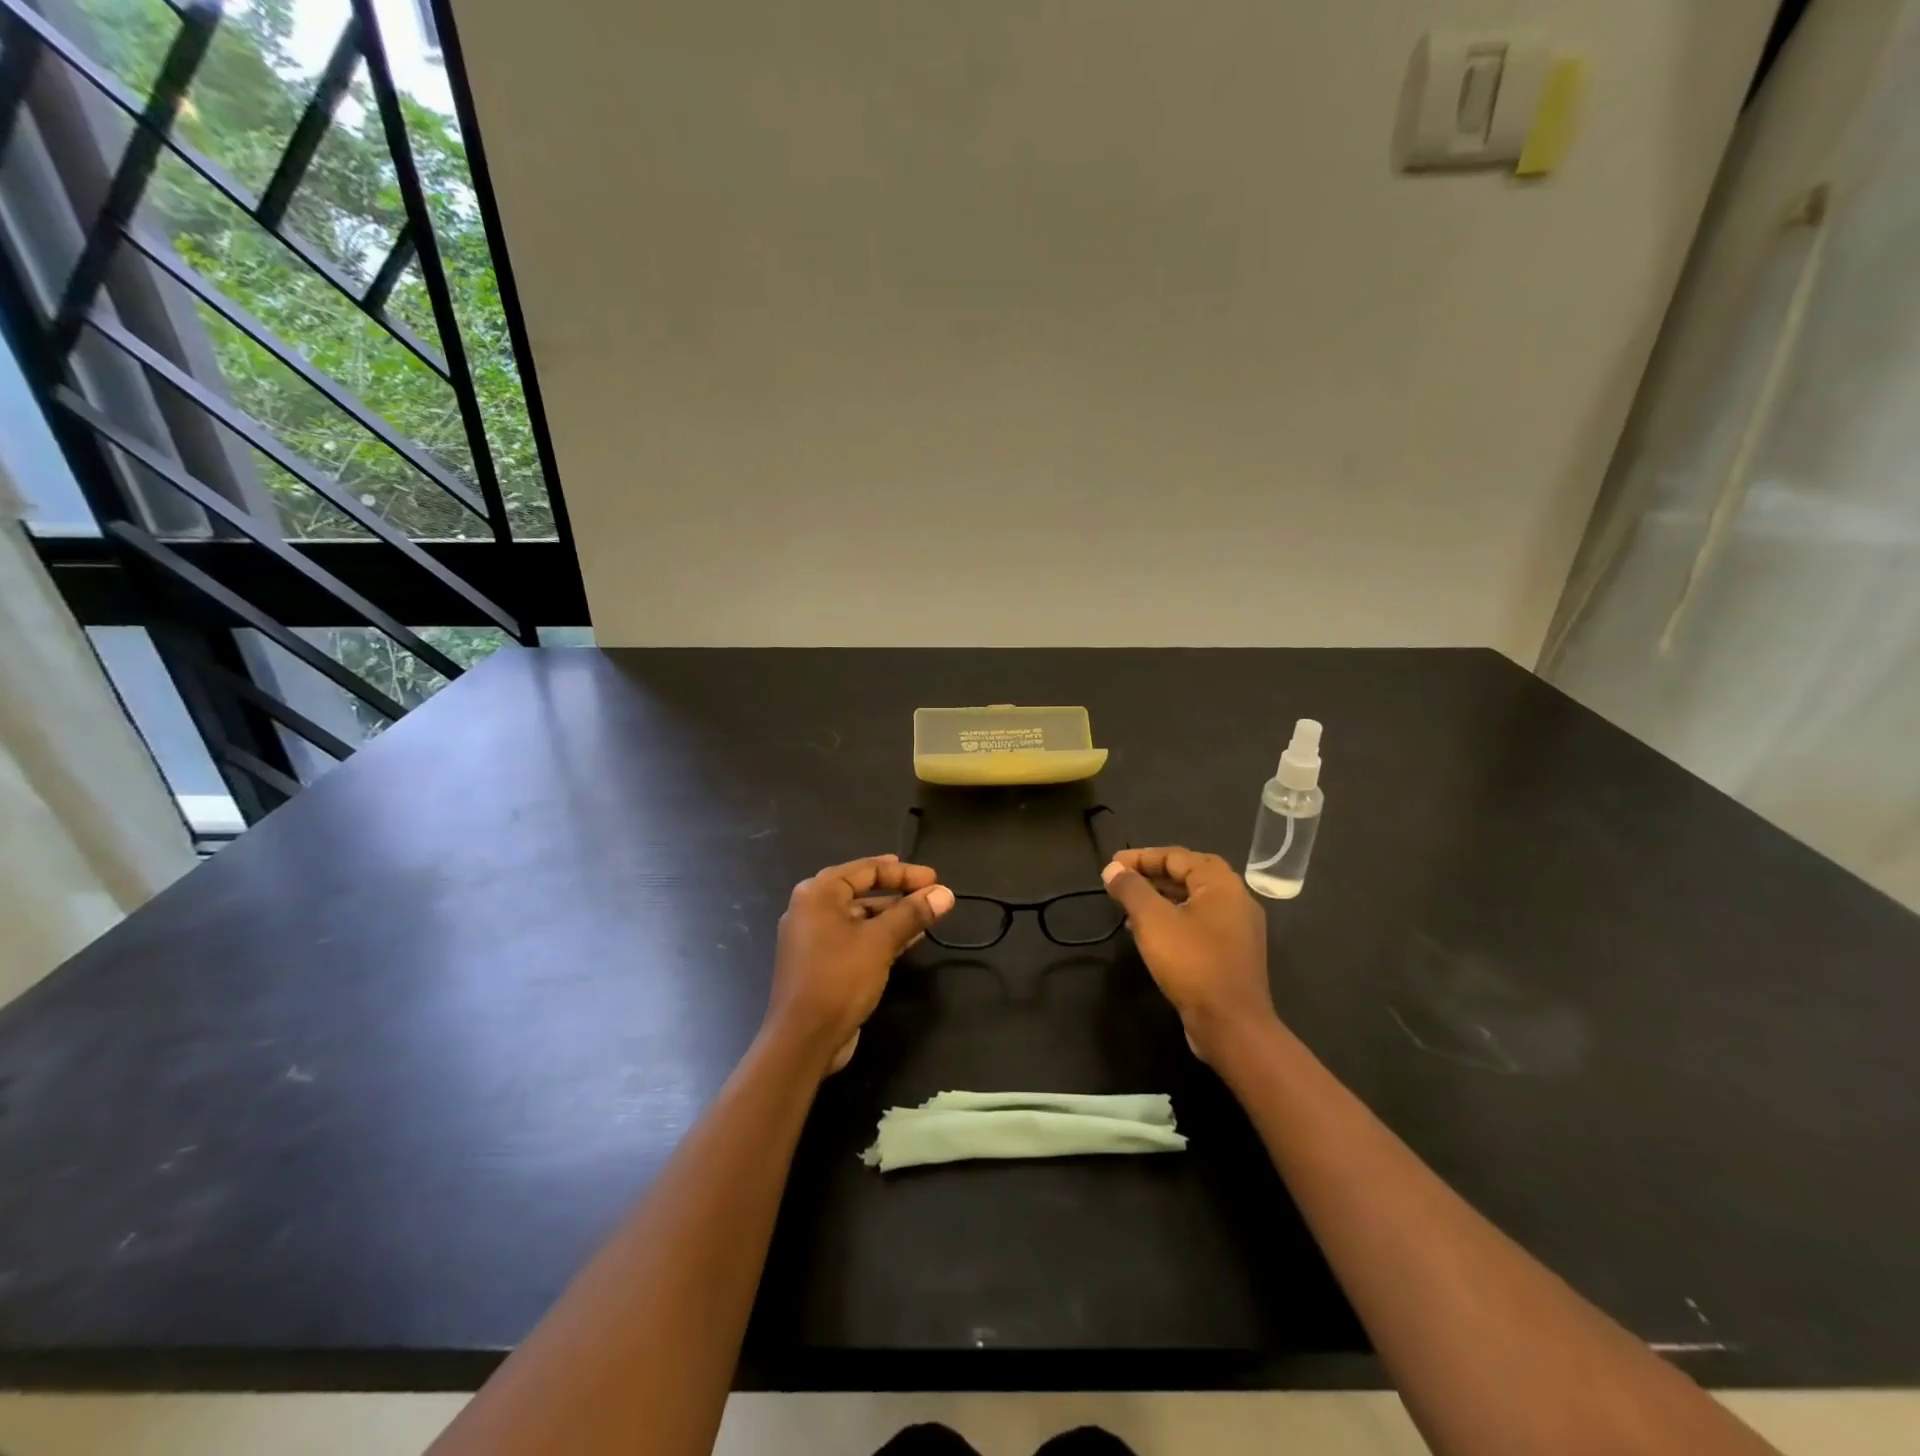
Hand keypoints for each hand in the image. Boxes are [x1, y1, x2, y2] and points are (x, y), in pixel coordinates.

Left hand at [768, 855, 953, 1074]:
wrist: (803, 1040)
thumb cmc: (839, 979)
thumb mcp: (881, 941)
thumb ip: (913, 913)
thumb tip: (945, 893)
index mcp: (818, 893)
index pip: (866, 869)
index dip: (904, 872)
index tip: (934, 879)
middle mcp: (811, 908)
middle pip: (861, 889)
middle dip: (898, 891)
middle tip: (929, 893)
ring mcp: (813, 937)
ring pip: (859, 915)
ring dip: (892, 915)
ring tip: (925, 917)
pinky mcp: (820, 962)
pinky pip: (855, 937)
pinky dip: (880, 935)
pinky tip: (908, 941)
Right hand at [1101, 847, 1278, 1063]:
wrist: (1231, 1025)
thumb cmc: (1192, 963)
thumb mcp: (1153, 920)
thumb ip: (1131, 889)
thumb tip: (1113, 869)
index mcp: (1221, 884)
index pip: (1177, 856)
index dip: (1141, 857)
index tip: (1112, 865)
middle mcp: (1236, 900)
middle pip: (1189, 875)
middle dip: (1153, 874)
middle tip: (1124, 879)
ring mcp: (1238, 929)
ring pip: (1194, 901)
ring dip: (1161, 897)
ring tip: (1129, 906)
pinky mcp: (1233, 954)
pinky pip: (1199, 923)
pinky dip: (1173, 919)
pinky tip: (1150, 933)